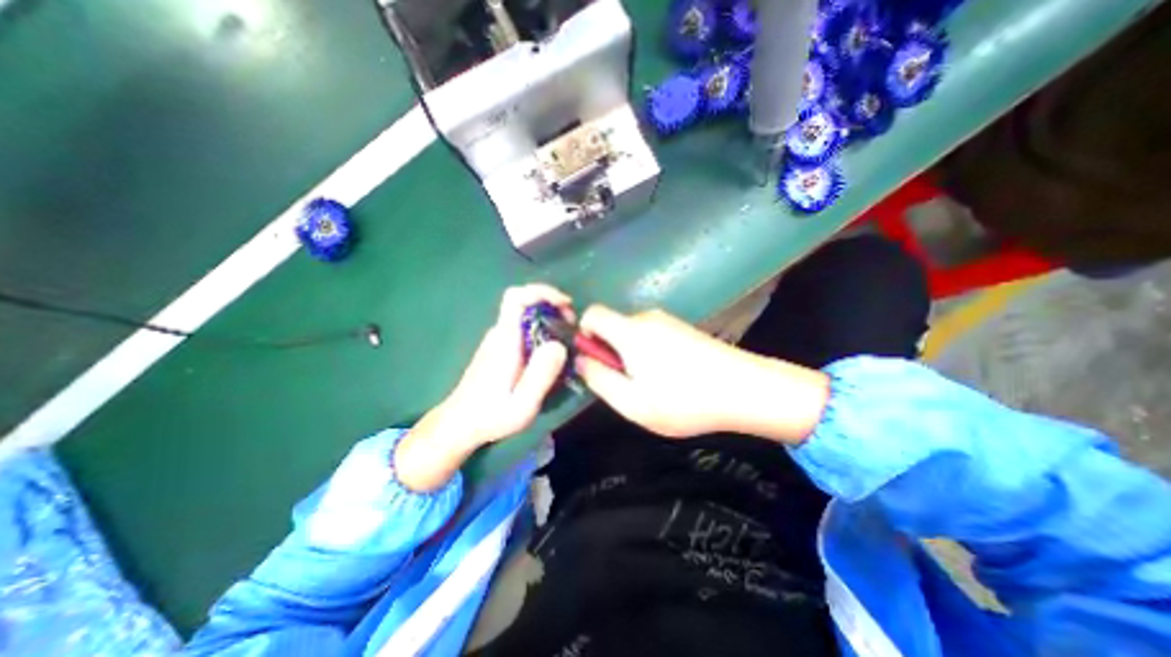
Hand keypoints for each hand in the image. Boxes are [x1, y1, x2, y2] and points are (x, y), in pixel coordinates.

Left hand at [397, 284, 572, 488]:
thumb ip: (541, 374)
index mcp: (504, 339)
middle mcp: (500, 333)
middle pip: (526, 303)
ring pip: (527, 316)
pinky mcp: (501, 348)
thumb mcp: (522, 403)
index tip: (566, 304)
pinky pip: (525, 329)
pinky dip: (543, 331)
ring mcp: (499, 340)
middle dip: (554, 308)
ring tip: (567, 342)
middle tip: (573, 328)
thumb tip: (559, 344)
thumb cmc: (491, 415)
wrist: (459, 424)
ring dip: (551, 320)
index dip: (542, 292)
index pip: (516, 297)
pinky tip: (552, 353)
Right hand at [572, 306, 827, 440]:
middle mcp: (647, 318)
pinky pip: (652, 336)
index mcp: (629, 331)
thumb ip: (599, 379)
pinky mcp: (683, 328)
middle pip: (613, 326)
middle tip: (628, 385)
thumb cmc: (683, 400)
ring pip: (633, 334)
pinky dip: (650, 354)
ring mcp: (668, 321)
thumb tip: (580, 359)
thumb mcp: (632, 402)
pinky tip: (671, 378)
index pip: (592, 313)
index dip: (584, 334)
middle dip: (611, 352)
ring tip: (652, 386)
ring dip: (632, 356)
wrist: (745, 390)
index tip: (595, 361)